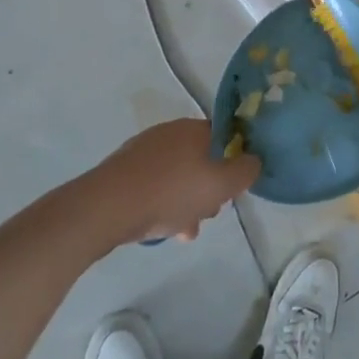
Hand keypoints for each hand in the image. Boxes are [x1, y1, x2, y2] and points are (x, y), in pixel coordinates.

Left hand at [86, 119, 258, 244]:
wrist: (105, 207)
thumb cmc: (170, 192)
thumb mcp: (222, 184)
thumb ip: (246, 171)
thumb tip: (254, 160)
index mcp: (195, 128)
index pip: (225, 137)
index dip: (233, 161)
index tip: (232, 187)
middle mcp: (169, 132)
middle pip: (201, 158)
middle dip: (208, 187)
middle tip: (209, 212)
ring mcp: (143, 151)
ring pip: (177, 175)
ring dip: (186, 201)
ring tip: (185, 230)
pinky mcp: (122, 172)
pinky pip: (153, 185)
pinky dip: (162, 203)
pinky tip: (161, 228)